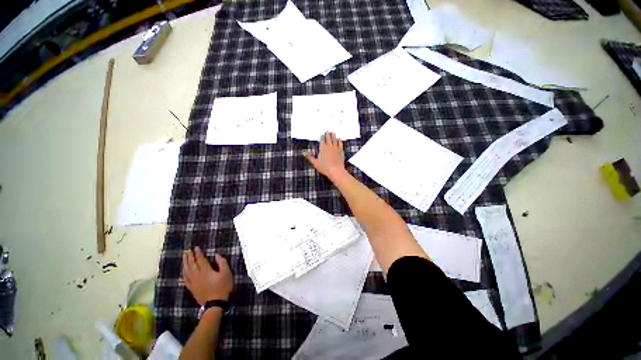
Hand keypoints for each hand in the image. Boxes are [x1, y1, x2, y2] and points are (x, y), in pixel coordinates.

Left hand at [182, 247, 232, 304]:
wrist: (215, 304)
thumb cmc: (222, 287)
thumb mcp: (226, 273)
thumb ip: (222, 262)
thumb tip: (216, 255)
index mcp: (205, 270)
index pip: (200, 259)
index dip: (198, 253)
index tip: (195, 247)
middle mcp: (197, 275)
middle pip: (191, 264)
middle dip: (189, 257)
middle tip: (187, 250)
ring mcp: (193, 282)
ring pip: (187, 271)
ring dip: (185, 263)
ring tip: (184, 257)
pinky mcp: (192, 288)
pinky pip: (185, 279)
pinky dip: (184, 273)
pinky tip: (183, 271)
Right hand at [304, 132, 346, 180]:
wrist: (336, 171)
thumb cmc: (325, 168)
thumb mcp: (315, 163)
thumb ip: (310, 157)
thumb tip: (304, 152)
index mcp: (323, 148)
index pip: (322, 140)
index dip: (322, 137)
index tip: (322, 134)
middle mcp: (329, 147)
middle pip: (328, 138)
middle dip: (328, 134)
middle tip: (328, 131)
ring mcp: (336, 149)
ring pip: (335, 140)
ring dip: (334, 136)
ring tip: (333, 132)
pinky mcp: (341, 151)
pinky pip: (340, 144)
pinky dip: (339, 141)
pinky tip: (339, 139)